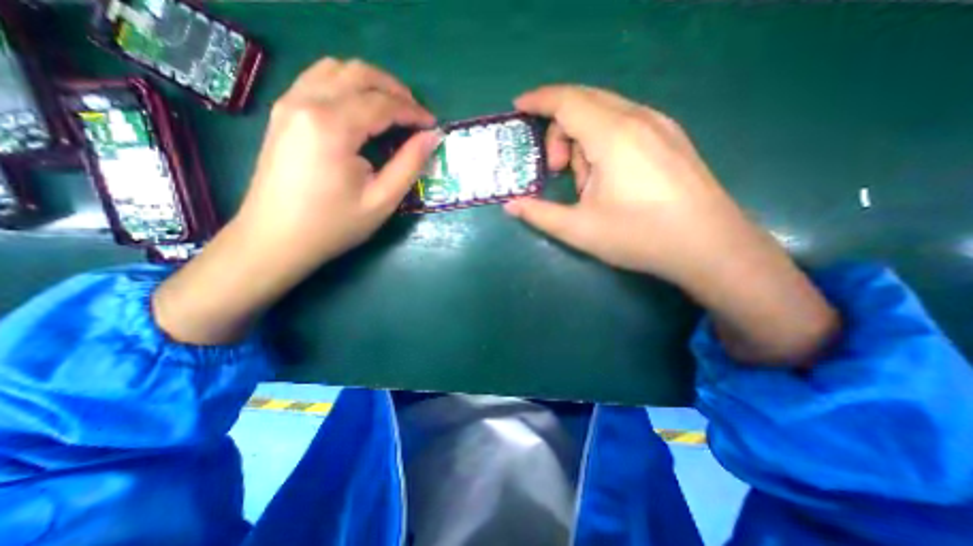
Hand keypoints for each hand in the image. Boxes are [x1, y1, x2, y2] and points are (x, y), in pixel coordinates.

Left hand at [236, 57, 443, 273]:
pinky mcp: (282, 112)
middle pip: (359, 74)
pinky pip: (318, 79)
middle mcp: (307, 102)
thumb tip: (432, 137)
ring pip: (336, 69)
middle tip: (416, 114)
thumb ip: (409, 164)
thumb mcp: (382, 200)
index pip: (382, 103)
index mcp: (333, 127)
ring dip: (370, 83)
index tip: (433, 125)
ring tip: (393, 108)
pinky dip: (346, 84)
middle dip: (395, 89)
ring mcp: (289, 103)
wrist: (276, 238)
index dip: (413, 112)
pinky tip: (360, 108)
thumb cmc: (333, 225)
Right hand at [505, 85, 742, 281]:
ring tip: (586, 184)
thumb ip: (539, 214)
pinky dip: (603, 142)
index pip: (567, 100)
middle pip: (584, 102)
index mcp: (613, 136)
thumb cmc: (639, 236)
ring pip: (605, 115)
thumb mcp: (579, 229)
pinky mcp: (670, 138)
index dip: (538, 100)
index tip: (518, 107)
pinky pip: (624, 124)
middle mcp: (638, 119)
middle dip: (559, 130)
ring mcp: (660, 125)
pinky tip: (608, 176)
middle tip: (554, 169)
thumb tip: (510, 206)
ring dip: (583, 141)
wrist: (709, 246)